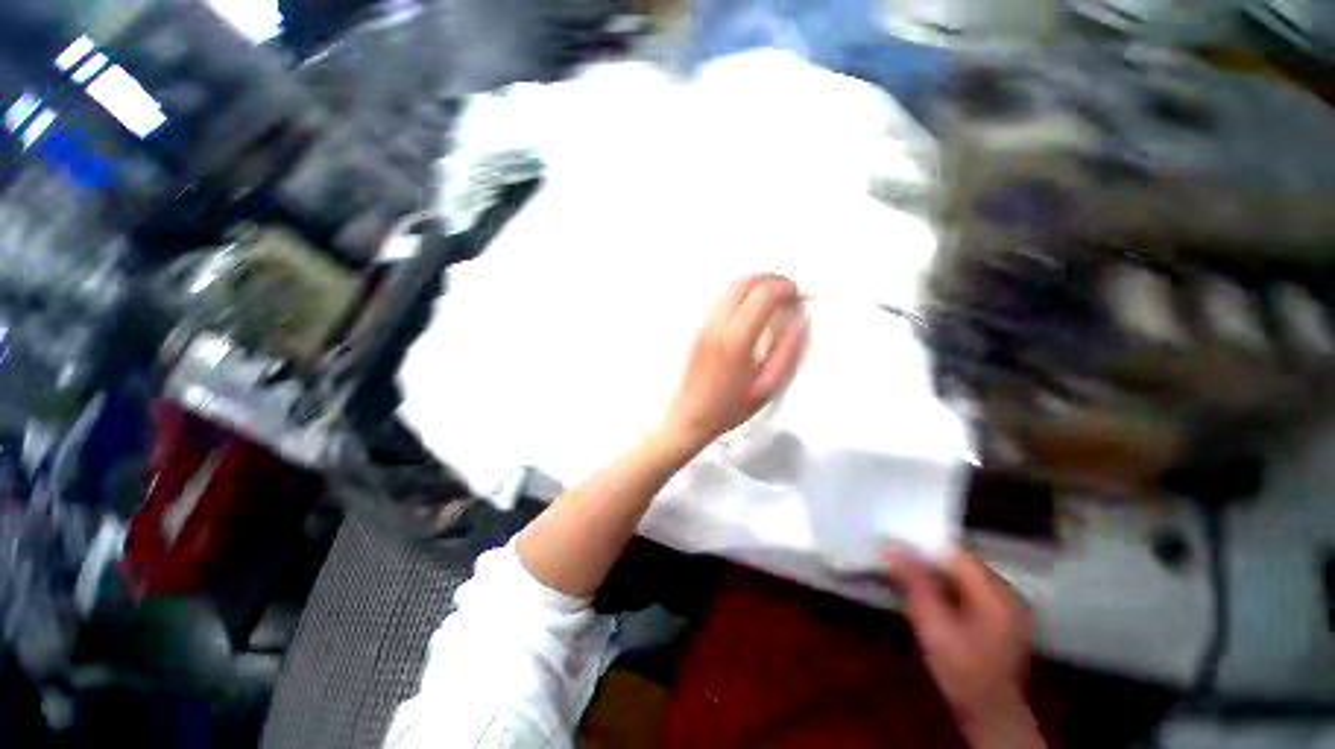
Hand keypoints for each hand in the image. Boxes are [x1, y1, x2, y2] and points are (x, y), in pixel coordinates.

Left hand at [658, 275, 807, 452]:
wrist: (690, 415)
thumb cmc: (727, 408)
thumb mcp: (768, 386)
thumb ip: (789, 351)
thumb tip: (800, 322)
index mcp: (737, 339)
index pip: (764, 294)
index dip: (786, 288)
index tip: (798, 294)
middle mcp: (717, 325)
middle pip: (745, 282)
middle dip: (771, 279)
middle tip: (788, 290)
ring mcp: (704, 324)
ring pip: (731, 286)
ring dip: (755, 283)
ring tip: (773, 295)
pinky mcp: (698, 328)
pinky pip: (721, 297)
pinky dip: (741, 291)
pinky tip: (751, 304)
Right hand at [886, 546, 1039, 743]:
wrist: (990, 716)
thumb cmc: (961, 672)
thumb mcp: (933, 627)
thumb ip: (915, 583)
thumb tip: (890, 544)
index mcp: (997, 592)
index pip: (955, 552)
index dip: (922, 545)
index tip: (892, 543)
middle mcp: (1008, 591)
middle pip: (959, 562)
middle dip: (926, 560)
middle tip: (893, 561)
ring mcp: (1008, 605)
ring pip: (963, 575)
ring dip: (934, 574)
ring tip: (905, 578)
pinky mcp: (1002, 617)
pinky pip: (969, 589)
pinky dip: (946, 588)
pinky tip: (928, 597)